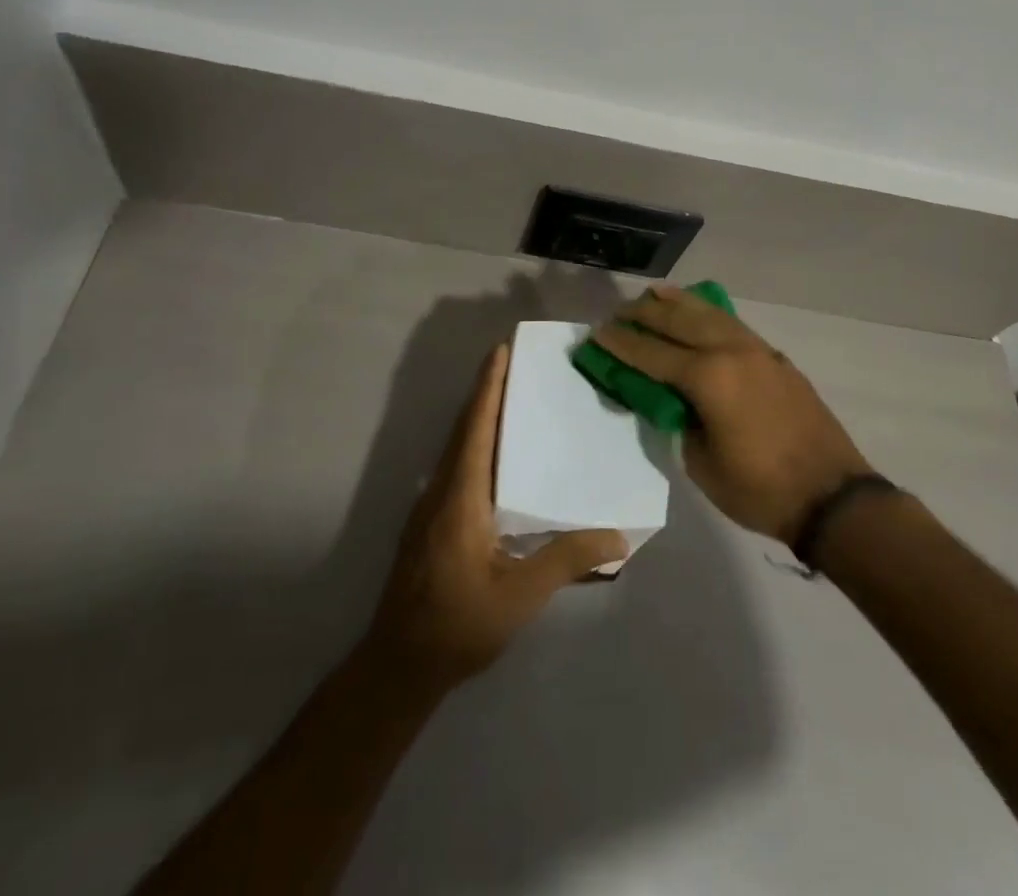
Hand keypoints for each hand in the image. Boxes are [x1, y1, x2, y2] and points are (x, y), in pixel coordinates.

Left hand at [365, 345, 626, 689]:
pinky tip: (497, 461)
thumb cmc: (459, 624)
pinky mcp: (430, 525)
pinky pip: (455, 468)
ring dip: (479, 419)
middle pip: (464, 429)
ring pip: (456, 449)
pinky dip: (475, 446)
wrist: (398, 666)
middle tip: (515, 365)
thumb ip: (567, 561)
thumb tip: (618, 537)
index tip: (501, 351)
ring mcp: (430, 508)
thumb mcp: (520, 595)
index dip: (488, 387)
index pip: (476, 428)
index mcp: (460, 496)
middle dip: (486, 393)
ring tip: (511, 401)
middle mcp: (441, 491)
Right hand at [591, 286, 872, 543]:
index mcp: (708, 378)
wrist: (831, 496)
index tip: (597, 333)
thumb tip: (669, 399)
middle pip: (678, 322)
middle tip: (619, 311)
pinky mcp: (774, 357)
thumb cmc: (760, 489)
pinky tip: (699, 311)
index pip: (652, 354)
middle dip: (645, 314)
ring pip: (708, 314)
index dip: (621, 344)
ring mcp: (757, 350)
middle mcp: (730, 351)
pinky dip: (708, 313)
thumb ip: (679, 422)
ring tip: (653, 293)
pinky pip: (732, 323)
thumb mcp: (701, 463)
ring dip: (678, 303)